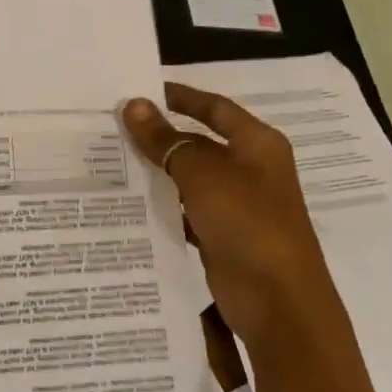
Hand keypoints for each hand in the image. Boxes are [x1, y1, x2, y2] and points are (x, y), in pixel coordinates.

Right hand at [120, 83, 336, 347]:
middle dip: (162, 135)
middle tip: (116, 126)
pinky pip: (188, 210)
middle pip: (200, 142)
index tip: (144, 90)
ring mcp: (239, 205)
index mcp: (257, 144)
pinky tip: (131, 203)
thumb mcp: (201, 174)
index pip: (215, 108)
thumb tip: (133, 105)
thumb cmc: (247, 222)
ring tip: (113, 160)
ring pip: (191, 178)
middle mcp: (251, 169)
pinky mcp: (224, 236)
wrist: (278, 301)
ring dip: (159, 171)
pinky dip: (164, 206)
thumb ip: (165, 139)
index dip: (182, 97)